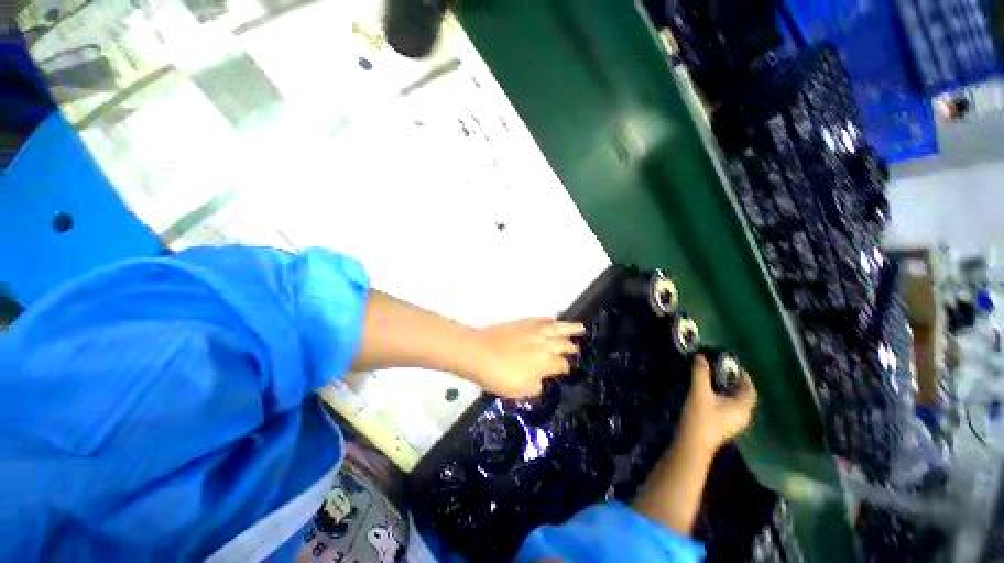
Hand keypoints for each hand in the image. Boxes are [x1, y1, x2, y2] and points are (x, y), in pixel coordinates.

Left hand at [469, 318, 585, 397]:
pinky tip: (553, 320)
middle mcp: (544, 345)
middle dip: (572, 348)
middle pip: (564, 344)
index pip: (563, 365)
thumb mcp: (519, 391)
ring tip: (581, 328)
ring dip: (570, 328)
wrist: (477, 352)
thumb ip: (536, 386)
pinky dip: (550, 320)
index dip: (567, 368)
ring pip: (557, 328)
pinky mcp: (523, 323)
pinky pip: (541, 320)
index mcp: (545, 363)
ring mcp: (534, 331)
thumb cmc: (497, 376)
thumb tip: (542, 379)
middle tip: (578, 349)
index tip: (567, 370)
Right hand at [679, 355, 756, 453]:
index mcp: (743, 407)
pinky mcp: (724, 427)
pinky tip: (709, 395)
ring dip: (727, 390)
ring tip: (712, 380)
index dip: (743, 376)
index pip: (750, 389)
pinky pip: (728, 408)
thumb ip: (701, 372)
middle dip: (733, 382)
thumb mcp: (699, 391)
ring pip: (735, 403)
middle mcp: (743, 416)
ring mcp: (734, 423)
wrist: (692, 442)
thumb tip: (701, 357)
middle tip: (720, 370)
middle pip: (743, 396)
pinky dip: (722, 398)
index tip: (732, 365)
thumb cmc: (700, 416)